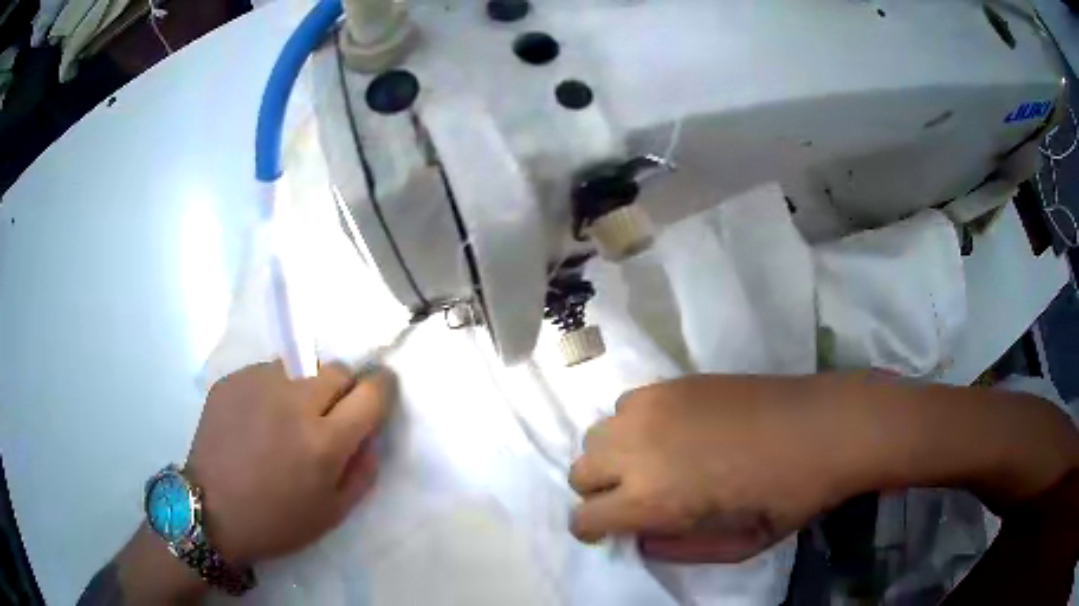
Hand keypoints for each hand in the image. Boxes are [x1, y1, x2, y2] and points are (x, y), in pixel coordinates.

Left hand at [186, 361, 396, 564]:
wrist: (211, 511)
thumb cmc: (277, 521)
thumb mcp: (334, 513)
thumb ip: (363, 471)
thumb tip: (370, 435)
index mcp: (324, 442)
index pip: (371, 392)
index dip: (382, 388)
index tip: (379, 393)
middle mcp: (294, 402)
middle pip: (337, 369)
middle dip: (343, 389)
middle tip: (327, 416)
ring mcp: (258, 384)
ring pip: (301, 366)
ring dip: (306, 387)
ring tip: (287, 417)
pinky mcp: (232, 379)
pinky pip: (267, 371)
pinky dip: (273, 389)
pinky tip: (257, 418)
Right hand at [568, 375, 864, 562]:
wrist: (822, 429)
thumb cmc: (786, 497)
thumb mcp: (735, 548)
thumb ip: (676, 550)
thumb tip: (641, 538)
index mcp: (653, 499)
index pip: (583, 517)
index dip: (592, 531)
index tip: (612, 532)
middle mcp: (639, 449)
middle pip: (579, 471)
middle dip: (597, 493)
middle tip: (633, 499)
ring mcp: (654, 408)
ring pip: (597, 435)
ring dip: (612, 456)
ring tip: (649, 464)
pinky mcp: (672, 383)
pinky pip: (626, 405)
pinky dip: (633, 424)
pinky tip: (668, 432)